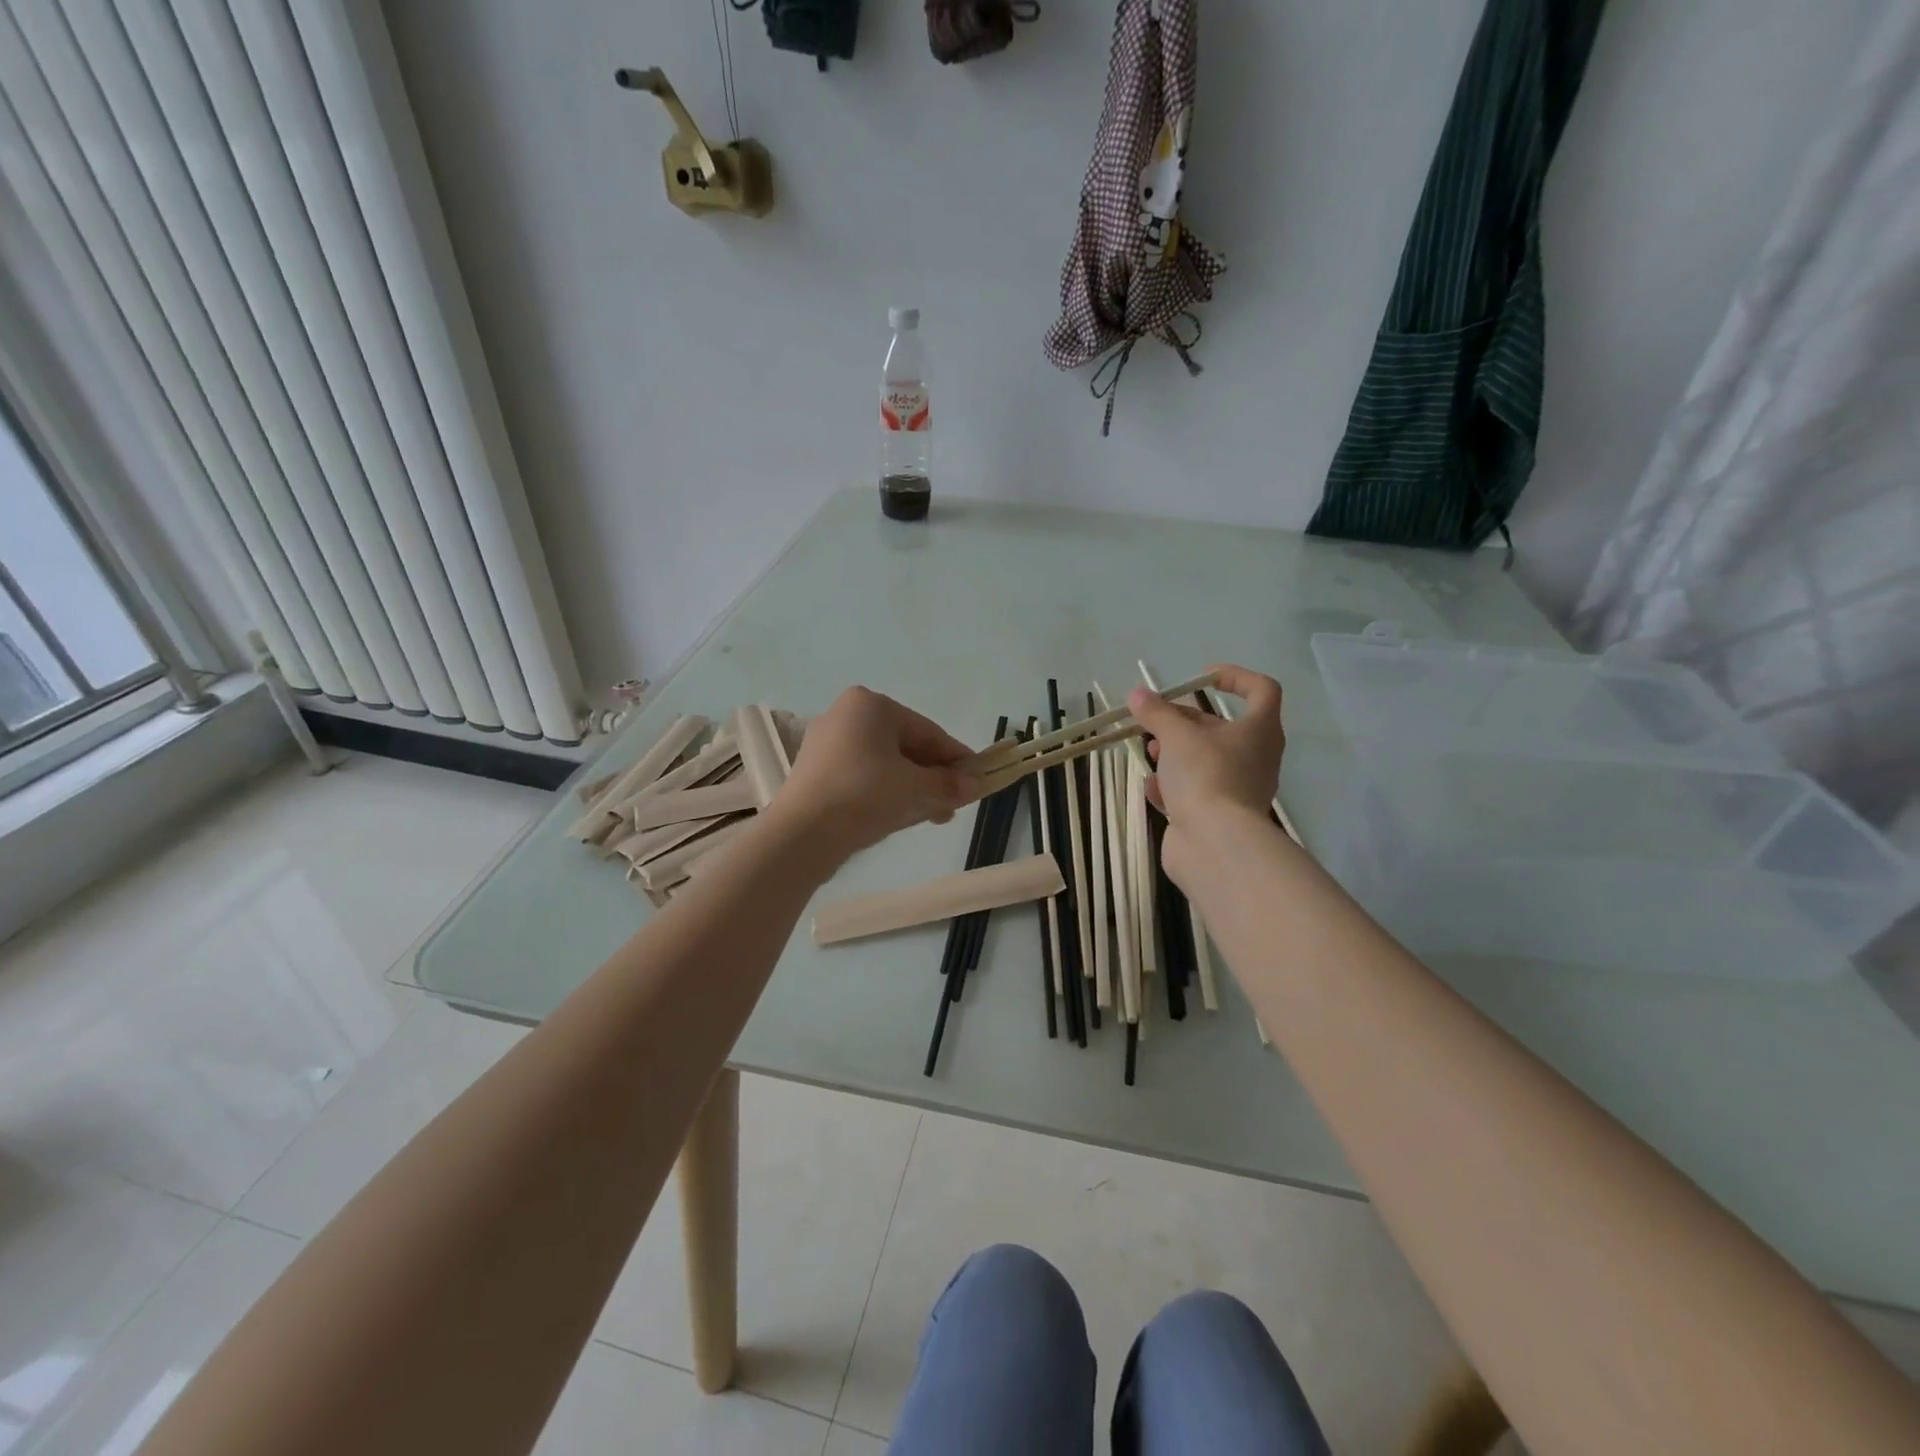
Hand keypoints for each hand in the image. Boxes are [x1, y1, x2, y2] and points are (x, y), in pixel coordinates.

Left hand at [773, 687, 982, 859]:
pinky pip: (863, 776)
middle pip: (906, 746)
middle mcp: (846, 715)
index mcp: (871, 705)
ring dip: (913, 787)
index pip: (928, 731)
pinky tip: (902, 816)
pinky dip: (886, 792)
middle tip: (955, 803)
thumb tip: (977, 784)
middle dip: (934, 776)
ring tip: (934, 815)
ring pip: (885, 764)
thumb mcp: (915, 788)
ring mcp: (827, 743)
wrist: (801, 834)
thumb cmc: (864, 795)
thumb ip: (949, 783)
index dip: (956, 758)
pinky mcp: (816, 771)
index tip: (978, 780)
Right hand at [1127, 666, 1285, 881]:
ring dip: (1175, 754)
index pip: (1262, 690)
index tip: (1201, 678)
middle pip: (1221, 728)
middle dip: (1184, 722)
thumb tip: (1138, 695)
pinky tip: (1153, 791)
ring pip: (1205, 761)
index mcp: (1259, 731)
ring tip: (1150, 754)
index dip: (1234, 677)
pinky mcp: (1219, 816)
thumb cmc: (1205, 776)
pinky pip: (1195, 793)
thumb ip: (1156, 713)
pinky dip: (1174, 788)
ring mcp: (1238, 789)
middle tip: (1154, 721)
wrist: (1215, 844)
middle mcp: (1255, 757)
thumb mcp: (1176, 736)